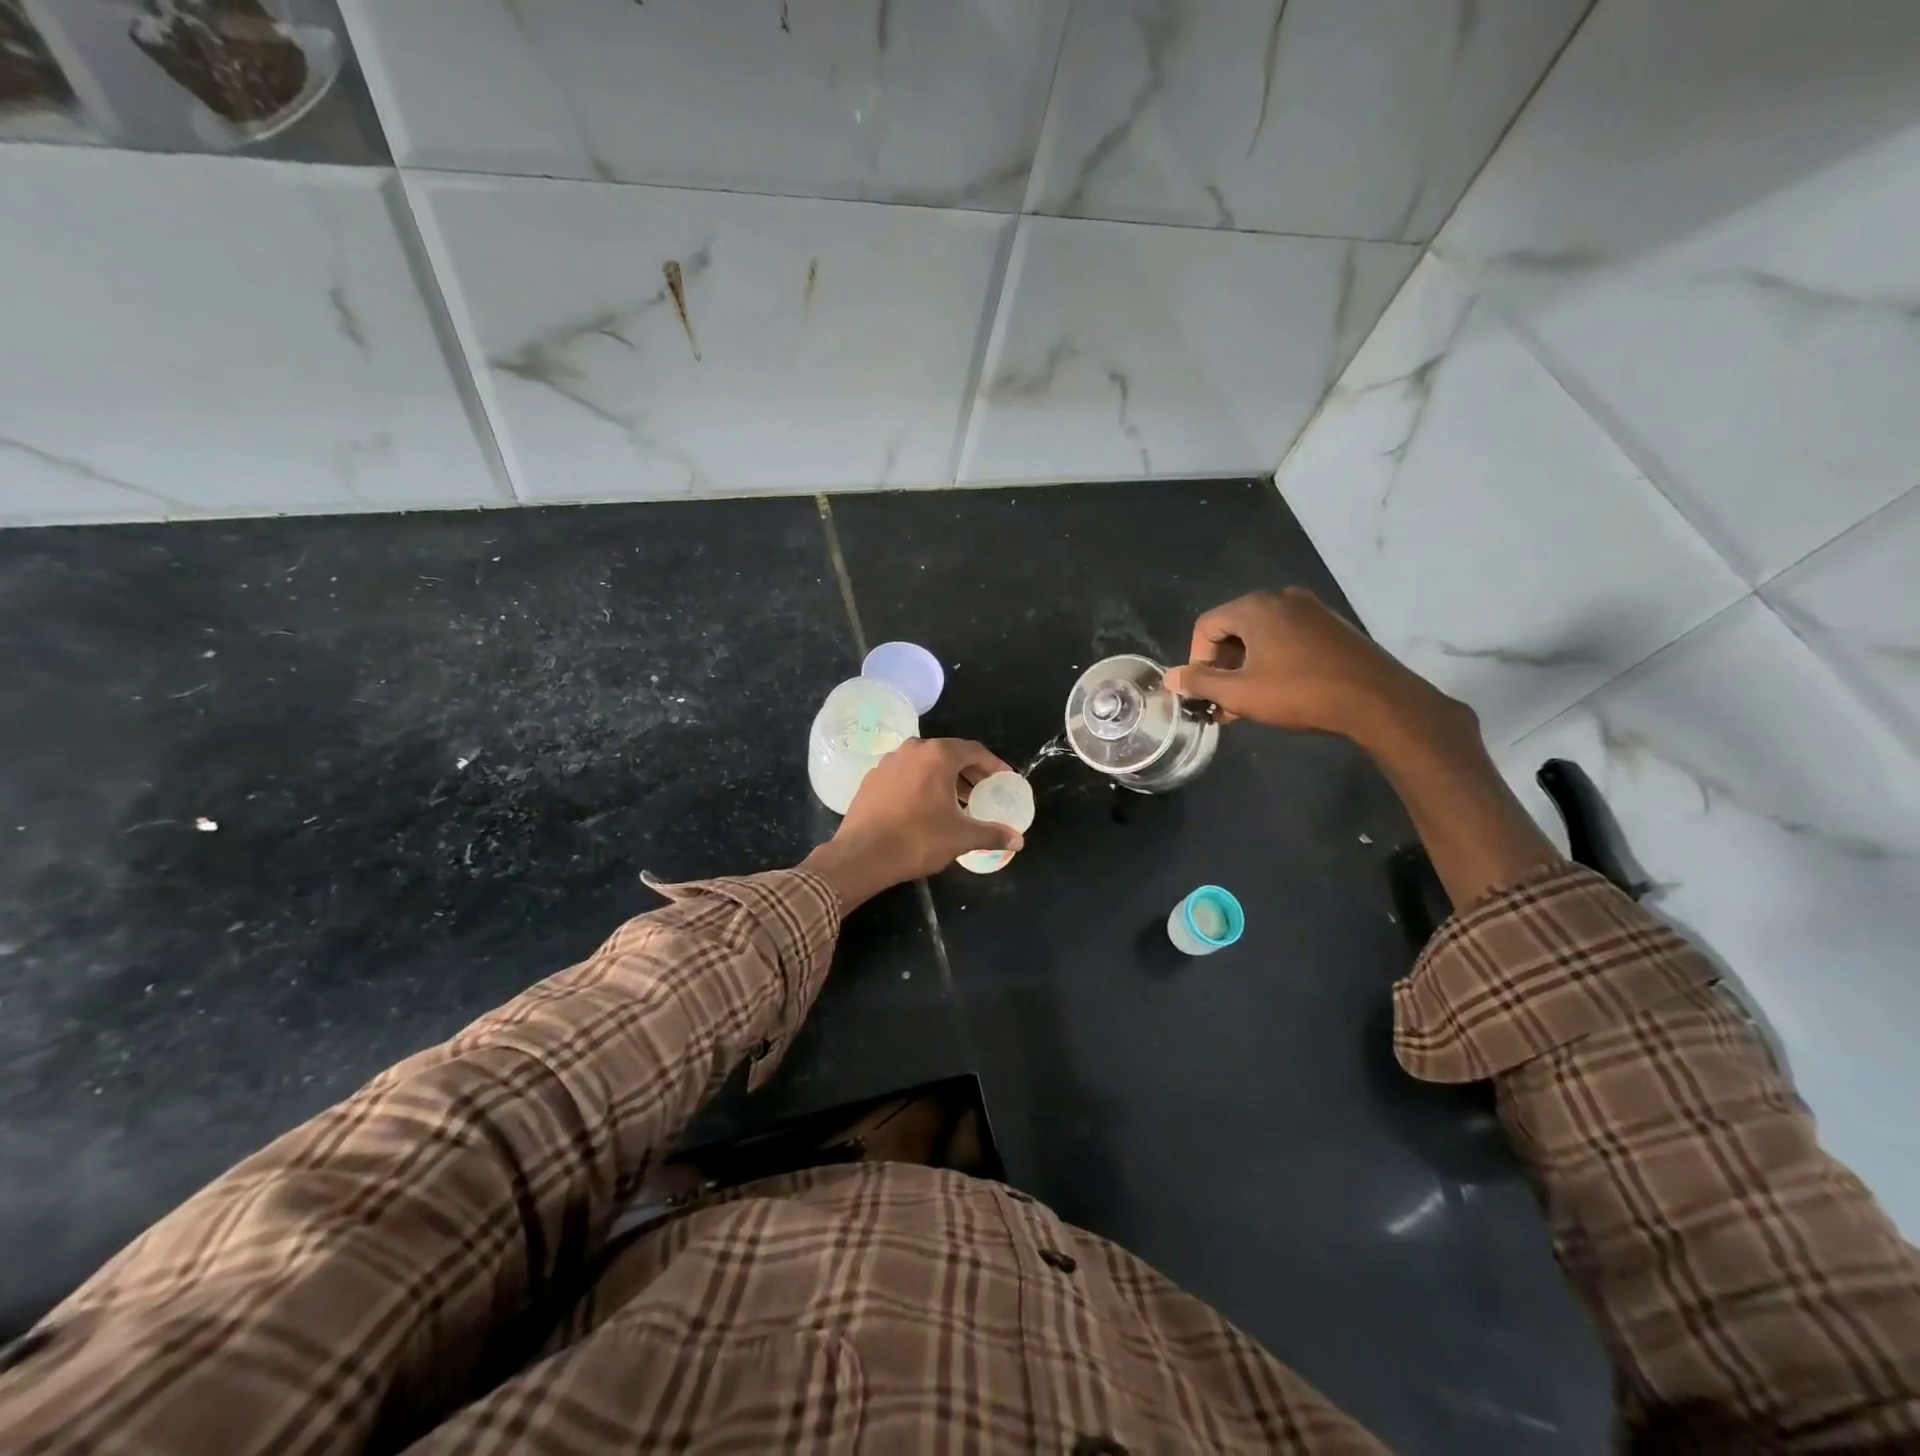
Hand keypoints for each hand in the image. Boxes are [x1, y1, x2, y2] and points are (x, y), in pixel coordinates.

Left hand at [802, 738, 1021, 909]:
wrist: (862, 856)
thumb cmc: (917, 840)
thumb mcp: (961, 837)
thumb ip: (992, 833)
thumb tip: (1019, 840)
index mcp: (937, 755)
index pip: (974, 751)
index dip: (993, 765)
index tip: (1005, 780)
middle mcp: (912, 750)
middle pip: (949, 754)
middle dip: (969, 772)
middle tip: (983, 793)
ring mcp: (888, 762)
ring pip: (925, 764)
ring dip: (944, 779)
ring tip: (957, 803)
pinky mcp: (871, 779)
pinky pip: (905, 775)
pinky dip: (921, 785)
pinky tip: (925, 808)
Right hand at [1163, 587, 1470, 750]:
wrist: (1376, 700)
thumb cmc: (1299, 692)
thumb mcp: (1240, 694)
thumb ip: (1200, 683)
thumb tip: (1170, 678)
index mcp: (1255, 607)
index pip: (1205, 627)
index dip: (1196, 661)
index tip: (1205, 692)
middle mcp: (1281, 598)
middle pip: (1232, 629)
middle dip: (1221, 667)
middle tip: (1222, 702)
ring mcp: (1310, 609)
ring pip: (1260, 636)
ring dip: (1245, 668)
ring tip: (1246, 702)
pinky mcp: (1330, 626)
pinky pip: (1286, 638)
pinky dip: (1271, 661)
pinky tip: (1276, 691)